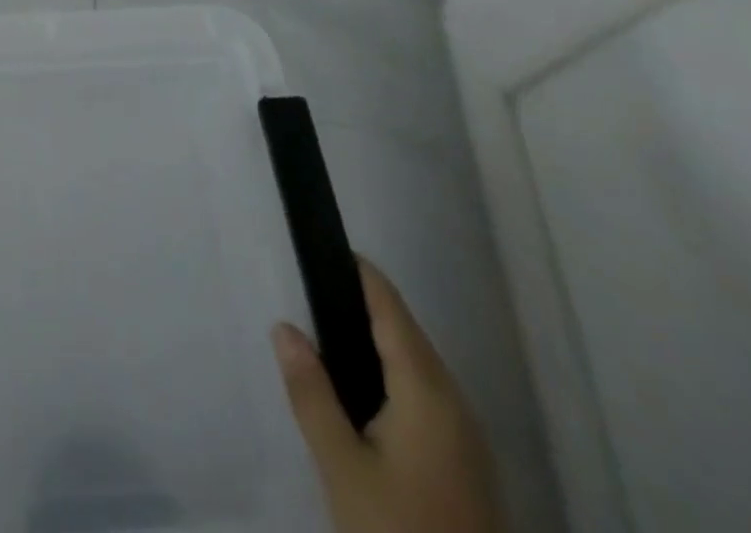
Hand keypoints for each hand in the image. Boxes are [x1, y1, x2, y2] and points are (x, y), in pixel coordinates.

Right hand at [272, 259, 503, 532]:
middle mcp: (454, 401)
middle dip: (359, 305)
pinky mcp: (466, 465)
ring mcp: (467, 436)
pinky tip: (360, 395)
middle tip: (307, 292)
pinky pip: (425, 396)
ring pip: (416, 365)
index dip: (357, 271)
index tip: (319, 246)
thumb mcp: (341, 465)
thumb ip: (311, 392)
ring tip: (323, 337)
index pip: (389, 305)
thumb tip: (284, 326)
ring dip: (375, 342)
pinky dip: (391, 376)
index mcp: (427, 389)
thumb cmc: (398, 529)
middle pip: (405, 331)